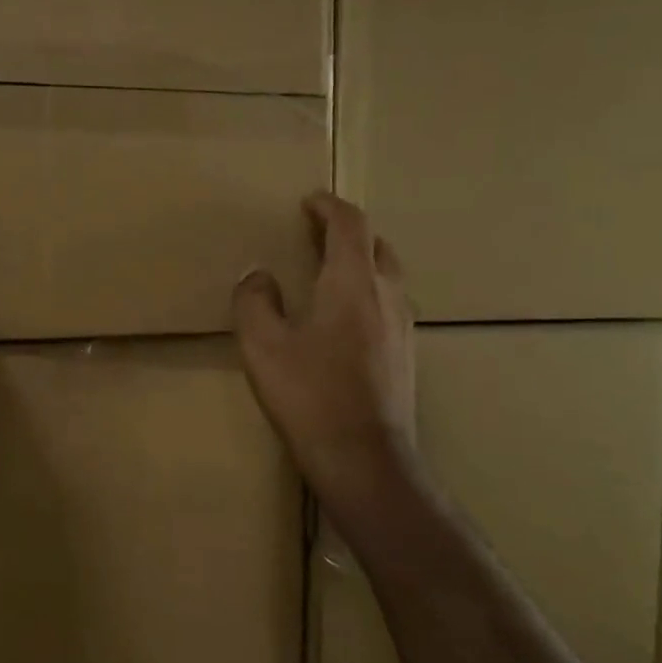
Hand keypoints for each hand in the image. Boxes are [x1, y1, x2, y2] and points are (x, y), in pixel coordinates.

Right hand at [232, 193, 417, 534]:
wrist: (365, 460)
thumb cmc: (310, 395)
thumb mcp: (263, 345)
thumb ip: (254, 301)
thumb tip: (258, 276)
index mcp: (353, 282)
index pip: (350, 224)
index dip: (329, 206)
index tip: (308, 202)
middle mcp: (387, 295)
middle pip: (376, 245)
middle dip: (346, 232)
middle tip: (314, 236)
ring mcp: (404, 326)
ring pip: (387, 276)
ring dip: (360, 263)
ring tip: (327, 274)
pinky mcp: (407, 355)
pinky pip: (389, 304)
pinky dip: (367, 293)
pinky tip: (344, 321)